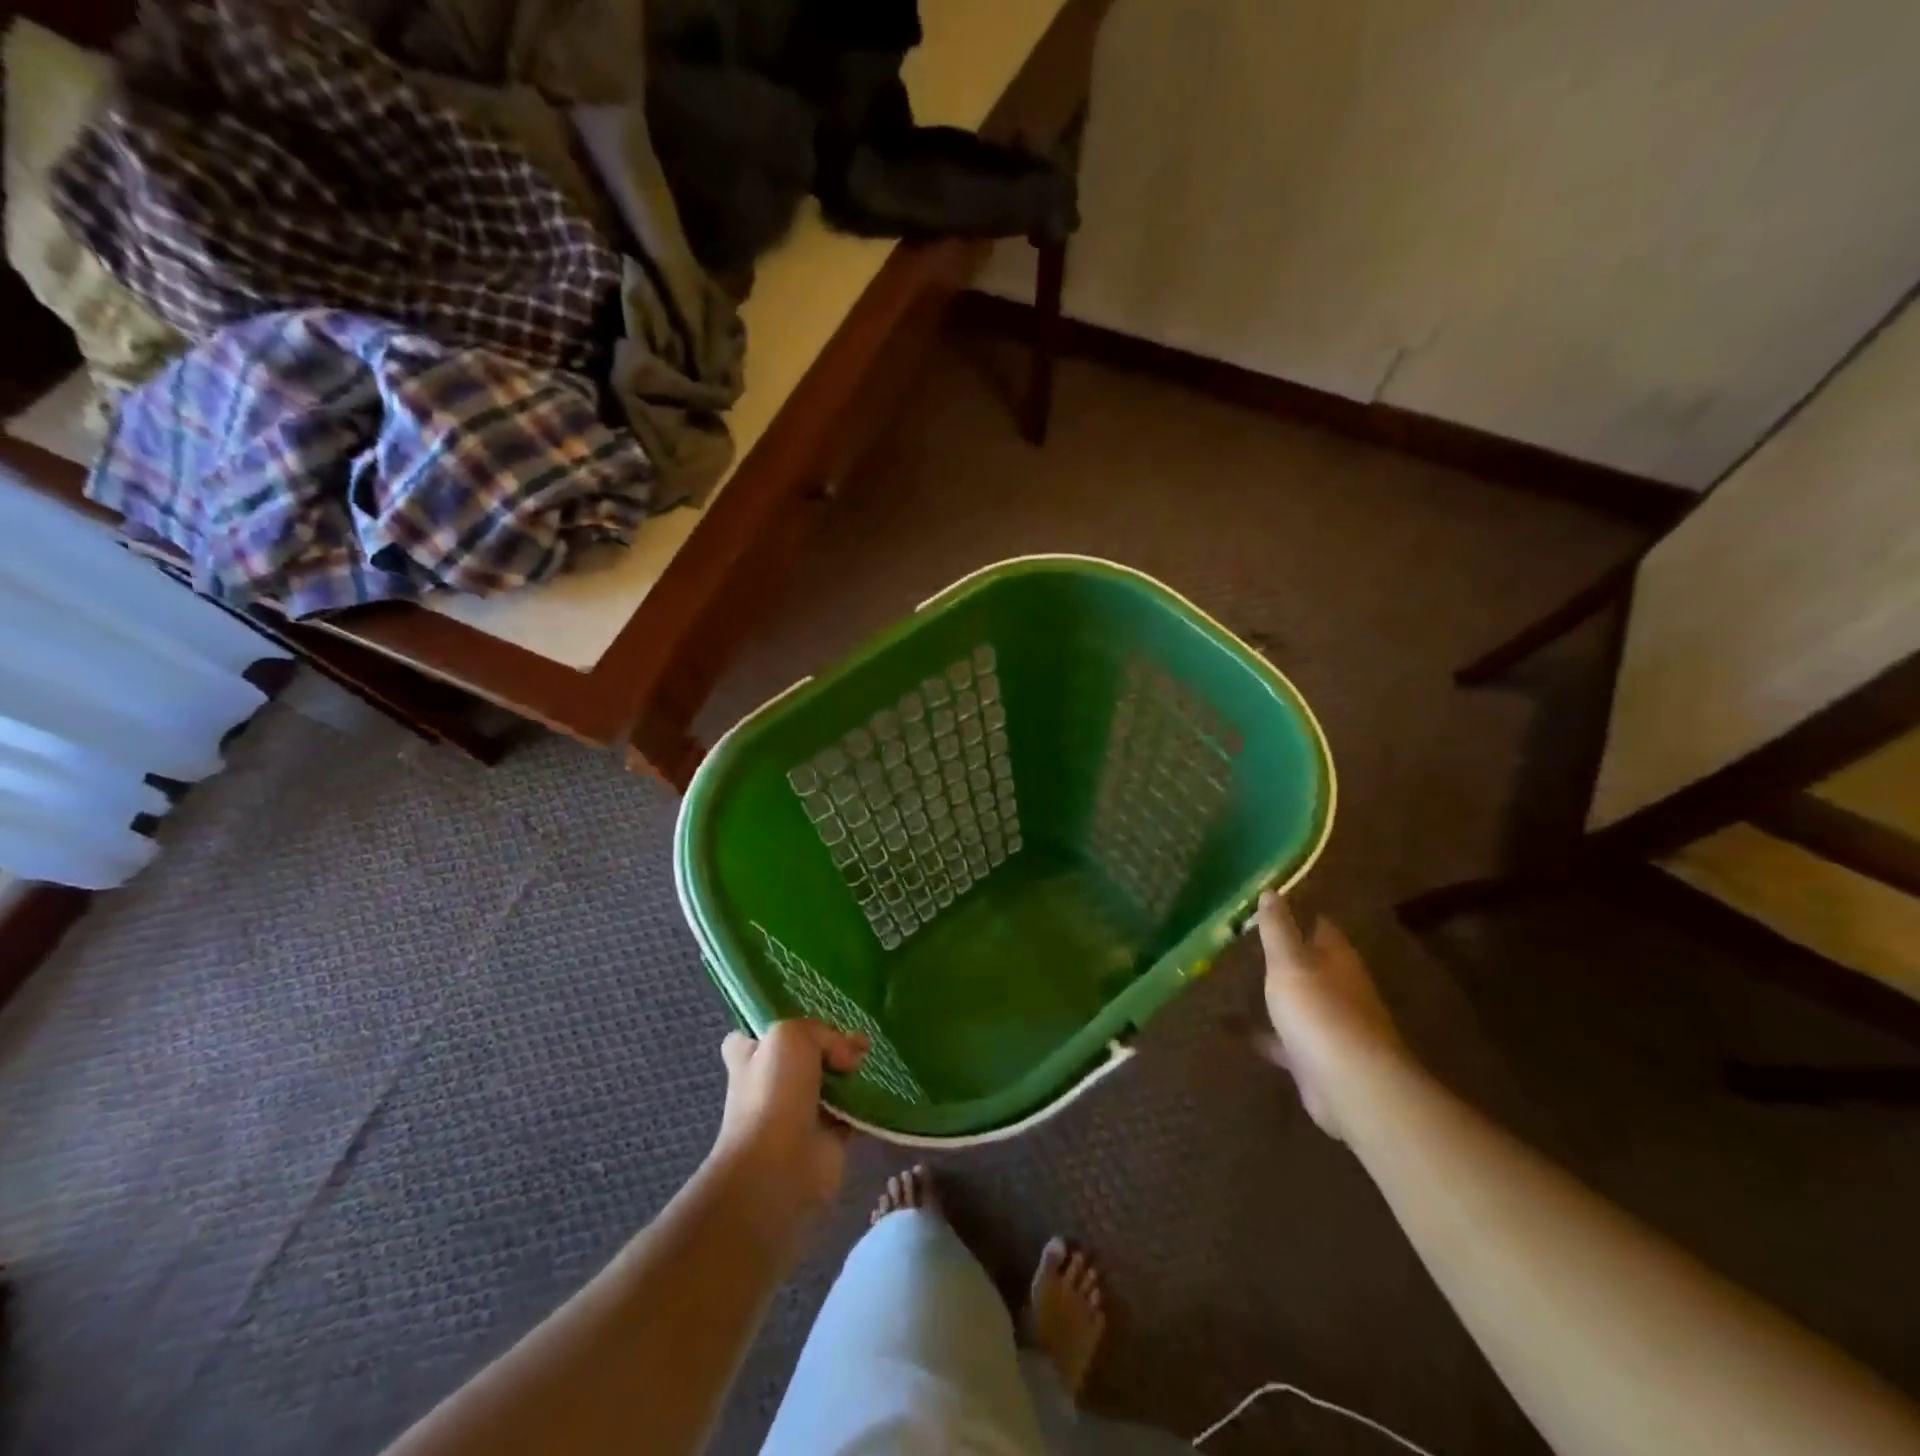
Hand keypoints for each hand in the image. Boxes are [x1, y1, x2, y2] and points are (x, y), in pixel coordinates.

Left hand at [710, 1019, 868, 1241]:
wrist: (780, 1164)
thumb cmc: (772, 1093)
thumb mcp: (790, 1035)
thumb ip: (822, 1032)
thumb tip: (849, 1054)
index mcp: (750, 1058)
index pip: (753, 1037)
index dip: (776, 1026)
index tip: (807, 1017)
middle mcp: (772, 1083)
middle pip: (803, 1055)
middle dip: (830, 1045)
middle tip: (858, 1036)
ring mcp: (800, 1111)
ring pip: (830, 1081)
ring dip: (852, 1071)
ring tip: (873, 1054)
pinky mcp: (828, 1136)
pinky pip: (852, 1110)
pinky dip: (867, 1100)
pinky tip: (883, 1084)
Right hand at [1254, 892, 1406, 1139]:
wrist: (1349, 1084)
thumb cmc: (1319, 1011)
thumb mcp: (1289, 961)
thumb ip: (1278, 927)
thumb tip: (1271, 890)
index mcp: (1337, 959)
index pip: (1321, 927)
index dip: (1300, 914)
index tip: (1270, 905)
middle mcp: (1339, 988)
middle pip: (1311, 964)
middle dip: (1285, 955)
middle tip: (1245, 942)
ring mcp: (1330, 1025)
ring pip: (1299, 1001)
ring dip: (1276, 994)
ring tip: (1236, 982)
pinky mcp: (1315, 1058)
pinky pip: (1283, 1039)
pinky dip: (1262, 1033)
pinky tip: (1230, 1029)